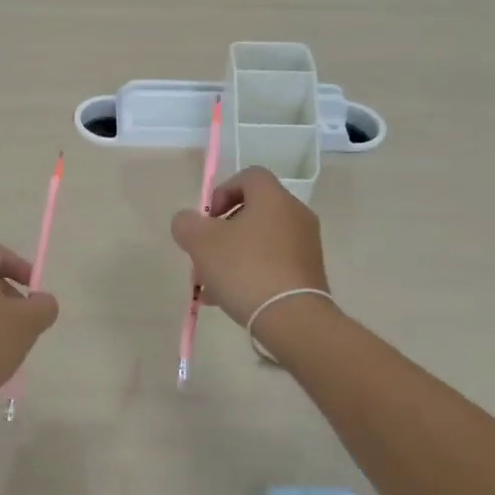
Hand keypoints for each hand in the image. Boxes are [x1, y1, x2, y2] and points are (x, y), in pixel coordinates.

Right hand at [171, 167, 330, 326]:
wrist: (292, 319)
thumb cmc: (245, 269)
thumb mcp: (201, 243)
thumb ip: (187, 224)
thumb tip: (188, 221)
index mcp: (273, 198)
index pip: (249, 176)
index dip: (222, 191)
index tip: (208, 219)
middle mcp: (295, 215)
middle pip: (251, 212)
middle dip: (221, 233)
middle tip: (203, 256)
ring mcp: (305, 246)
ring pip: (258, 242)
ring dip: (231, 257)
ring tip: (208, 285)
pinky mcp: (308, 274)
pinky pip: (271, 264)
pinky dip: (249, 274)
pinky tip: (225, 299)